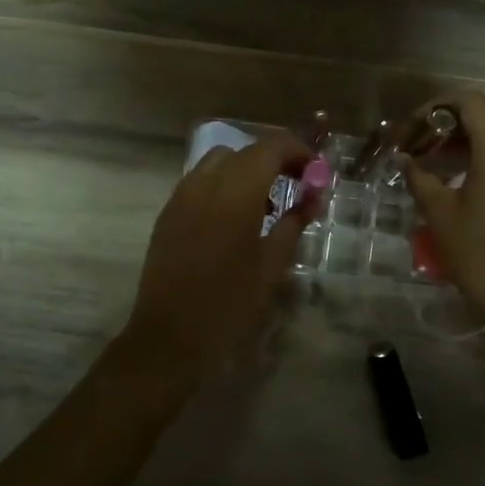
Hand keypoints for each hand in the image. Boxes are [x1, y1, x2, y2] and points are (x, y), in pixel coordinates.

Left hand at [116, 133, 314, 387]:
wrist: (169, 337)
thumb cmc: (229, 304)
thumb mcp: (272, 265)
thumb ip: (294, 222)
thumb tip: (313, 197)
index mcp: (236, 192)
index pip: (271, 147)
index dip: (298, 151)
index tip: (317, 171)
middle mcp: (205, 183)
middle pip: (245, 150)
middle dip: (275, 159)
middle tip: (298, 184)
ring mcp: (181, 196)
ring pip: (218, 162)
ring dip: (246, 170)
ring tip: (266, 204)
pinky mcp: (168, 213)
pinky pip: (200, 181)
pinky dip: (223, 184)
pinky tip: (235, 219)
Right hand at [403, 92, 484, 321]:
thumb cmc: (481, 255)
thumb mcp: (441, 215)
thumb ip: (420, 177)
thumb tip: (406, 159)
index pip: (471, 101)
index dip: (438, 105)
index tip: (415, 128)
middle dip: (455, 120)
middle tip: (426, 142)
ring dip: (475, 138)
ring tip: (443, 163)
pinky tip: (471, 181)